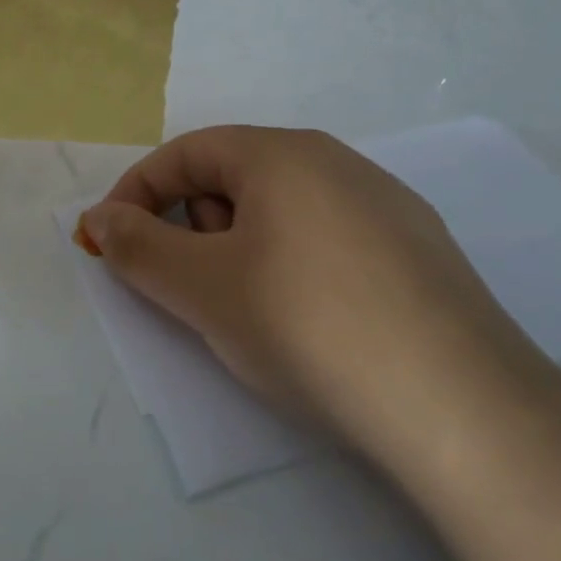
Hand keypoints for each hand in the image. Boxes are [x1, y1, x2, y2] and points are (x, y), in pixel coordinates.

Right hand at [76, 127, 539, 460]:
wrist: (460, 408)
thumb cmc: (307, 325)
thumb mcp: (202, 288)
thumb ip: (137, 247)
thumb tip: (101, 218)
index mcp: (283, 153)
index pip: (186, 153)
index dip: (137, 193)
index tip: (112, 243)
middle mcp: (337, 162)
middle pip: (234, 176)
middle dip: (191, 225)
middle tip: (190, 286)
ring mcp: (385, 204)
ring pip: (281, 209)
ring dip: (239, 248)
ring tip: (250, 310)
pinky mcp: (416, 252)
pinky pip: (326, 238)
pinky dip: (290, 264)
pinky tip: (310, 320)